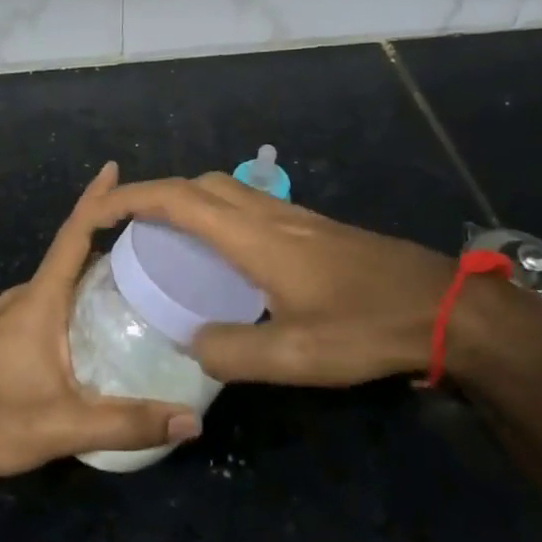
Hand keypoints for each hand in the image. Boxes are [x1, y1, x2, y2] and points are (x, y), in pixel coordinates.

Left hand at [0, 163, 201, 479]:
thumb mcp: (64, 425)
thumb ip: (128, 423)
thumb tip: (192, 422)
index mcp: (39, 300)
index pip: (73, 235)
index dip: (96, 200)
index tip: (114, 168)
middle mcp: (23, 298)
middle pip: (70, 255)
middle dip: (106, 237)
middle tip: (153, 237)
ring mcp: (8, 317)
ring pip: (58, 282)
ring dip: (91, 271)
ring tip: (136, 277)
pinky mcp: (2, 337)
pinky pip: (48, 302)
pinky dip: (75, 296)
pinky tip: (95, 322)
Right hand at [96, 172, 541, 387]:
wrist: (442, 307)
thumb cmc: (365, 328)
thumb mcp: (294, 356)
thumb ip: (231, 351)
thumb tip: (192, 342)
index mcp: (254, 237)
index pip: (179, 201)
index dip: (133, 198)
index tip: (100, 210)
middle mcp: (269, 216)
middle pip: (201, 185)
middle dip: (157, 196)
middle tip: (132, 230)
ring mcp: (295, 218)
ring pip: (227, 191)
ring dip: (190, 202)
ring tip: (170, 241)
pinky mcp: (315, 229)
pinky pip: (249, 207)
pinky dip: (219, 215)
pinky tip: (226, 256)